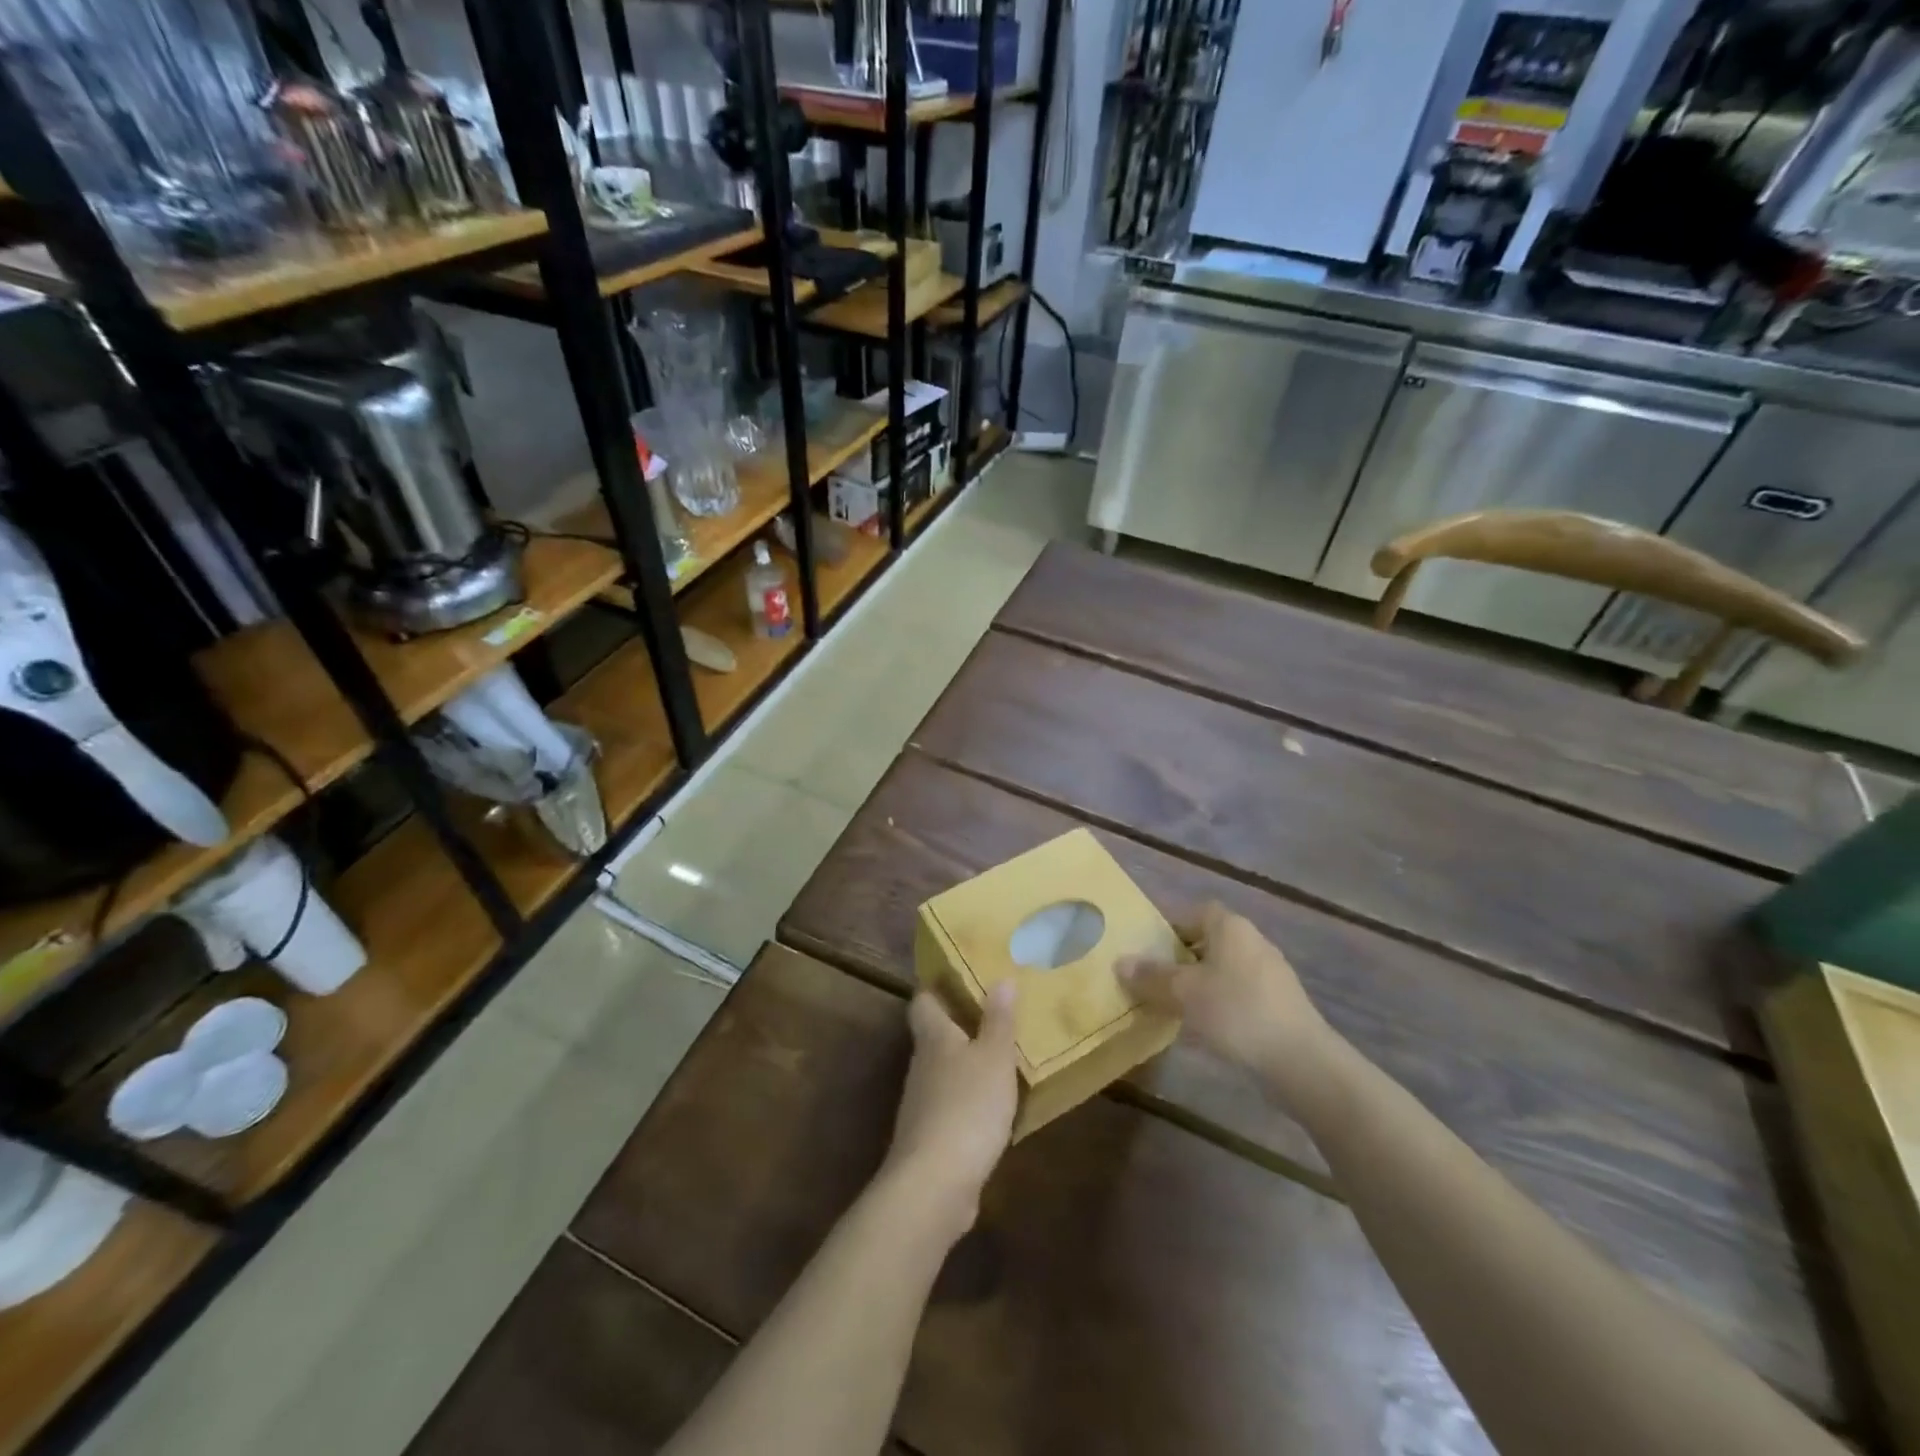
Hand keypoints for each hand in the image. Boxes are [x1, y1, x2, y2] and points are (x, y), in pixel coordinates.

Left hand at [880, 982, 1019, 1238]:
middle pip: (933, 1036)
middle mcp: (922, 1064)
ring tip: (999, 1058)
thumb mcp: (994, 1058)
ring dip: (965, 1064)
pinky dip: (968, 1100)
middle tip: (993, 1015)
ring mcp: (922, 1103)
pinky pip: (950, 1105)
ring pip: (943, 1071)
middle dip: (958, 1025)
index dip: (936, 987)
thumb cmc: (967, 1106)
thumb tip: (1000, 978)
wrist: (935, 1183)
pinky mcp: (930, 1137)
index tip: (959, 977)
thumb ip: (998, 1020)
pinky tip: (992, 1108)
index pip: (922, 1001)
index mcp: (934, 1037)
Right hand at [1117, 903, 1344, 1119]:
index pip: (1194, 912)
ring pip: (1224, 969)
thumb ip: (1151, 976)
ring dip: (1200, 983)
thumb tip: (1120, 962)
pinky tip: (1206, 1028)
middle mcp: (1253, 941)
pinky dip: (1221, 1003)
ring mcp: (1271, 973)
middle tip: (1154, 978)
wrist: (1301, 1061)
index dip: (1170, 926)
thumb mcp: (1183, 993)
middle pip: (1209, 940)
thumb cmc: (1236, 1011)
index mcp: (1230, 927)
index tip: (1148, 949)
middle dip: (1182, 957)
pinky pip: (1240, 993)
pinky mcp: (1280, 1004)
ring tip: (1174, 1005)